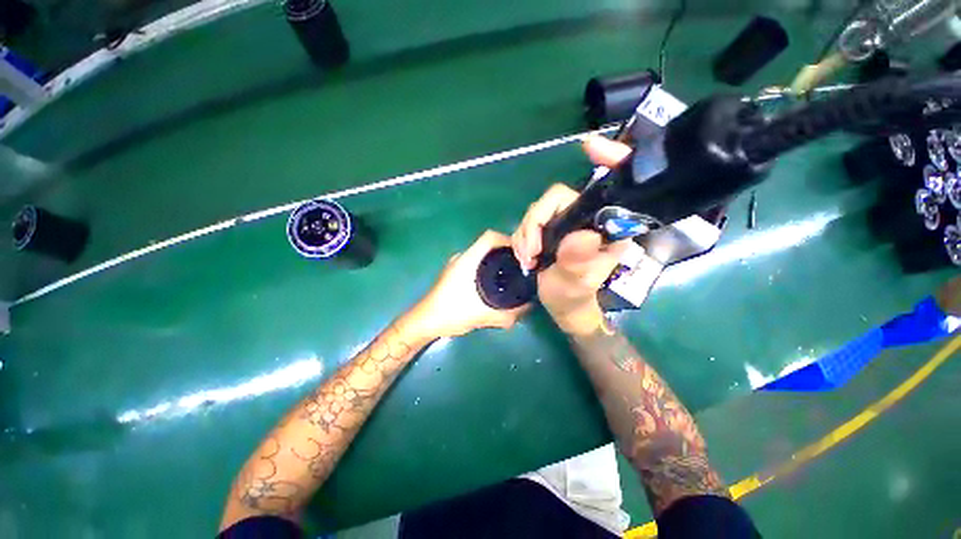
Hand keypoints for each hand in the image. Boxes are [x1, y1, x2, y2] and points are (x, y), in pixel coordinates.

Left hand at [405, 230, 528, 339]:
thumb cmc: (451, 313)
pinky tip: (493, 285)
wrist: (424, 322)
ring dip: (496, 261)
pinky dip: (487, 269)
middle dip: (506, 253)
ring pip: (481, 255)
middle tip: (520, 266)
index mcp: (468, 260)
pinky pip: (475, 264)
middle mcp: (461, 257)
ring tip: (510, 275)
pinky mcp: (453, 274)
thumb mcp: (484, 315)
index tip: (522, 254)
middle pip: (488, 245)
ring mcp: (456, 265)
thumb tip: (528, 306)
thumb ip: (509, 314)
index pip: (490, 237)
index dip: (509, 240)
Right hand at [512, 135, 633, 334]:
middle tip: (529, 251)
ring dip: (525, 234)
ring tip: (526, 259)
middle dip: (535, 222)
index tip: (589, 147)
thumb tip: (582, 235)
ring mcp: (566, 223)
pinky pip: (530, 223)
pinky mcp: (550, 229)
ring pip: (538, 211)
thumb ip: (578, 263)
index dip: (608, 160)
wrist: (562, 307)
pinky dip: (522, 238)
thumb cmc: (574, 298)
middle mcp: (587, 219)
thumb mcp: (576, 285)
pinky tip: (524, 255)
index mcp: (606, 227)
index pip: (611, 187)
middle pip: (556, 199)